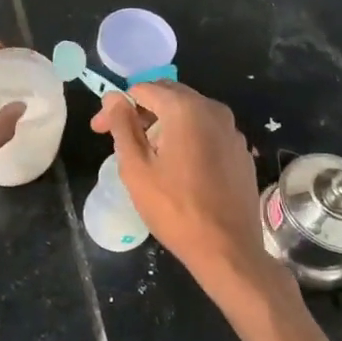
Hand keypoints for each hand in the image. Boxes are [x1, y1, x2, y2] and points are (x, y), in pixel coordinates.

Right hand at [91, 82, 267, 282]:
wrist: (227, 250)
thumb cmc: (174, 208)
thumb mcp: (136, 167)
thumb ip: (123, 125)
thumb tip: (113, 98)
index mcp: (186, 109)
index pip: (142, 90)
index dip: (116, 107)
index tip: (100, 130)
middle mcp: (214, 110)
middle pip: (168, 95)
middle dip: (140, 111)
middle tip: (118, 137)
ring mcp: (232, 131)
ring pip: (189, 113)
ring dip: (163, 123)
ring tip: (145, 151)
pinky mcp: (241, 151)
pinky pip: (207, 132)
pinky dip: (186, 137)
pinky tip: (177, 165)